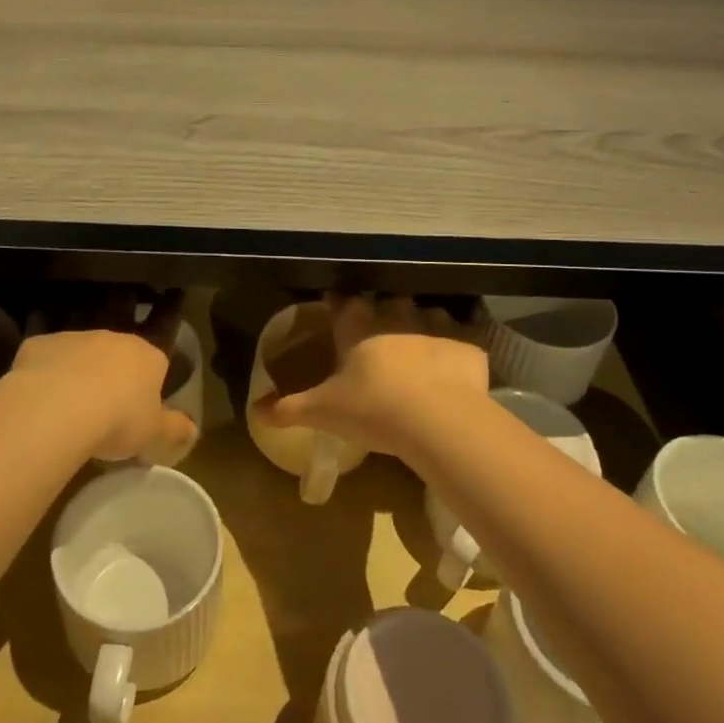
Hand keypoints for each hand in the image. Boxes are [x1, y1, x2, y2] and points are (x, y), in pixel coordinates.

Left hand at [9, 309, 196, 464]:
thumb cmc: (119, 420)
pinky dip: (44, 367)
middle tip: (111, 382)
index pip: (159, 349)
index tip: (153, 371)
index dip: (157, 357)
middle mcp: (113, 338)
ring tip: (71, 384)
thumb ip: (174, 428)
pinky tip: (36, 387)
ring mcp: (74, 338)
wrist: (59, 407)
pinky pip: (45, 354)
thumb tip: (193, 430)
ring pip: (81, 345)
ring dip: (80, 359)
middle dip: (117, 358)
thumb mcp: (154, 433)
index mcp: (147, 356)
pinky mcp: (40, 344)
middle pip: (119, 344)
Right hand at [254, 294, 488, 458]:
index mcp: (358, 325)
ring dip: (422, 324)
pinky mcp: (468, 343)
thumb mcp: (323, 412)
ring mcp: (435, 325)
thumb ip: (287, 408)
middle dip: (383, 312)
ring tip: (419, 346)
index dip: (338, 304)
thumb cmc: (373, 409)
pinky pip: (464, 336)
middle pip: (386, 301)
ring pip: (427, 313)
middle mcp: (396, 314)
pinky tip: (456, 363)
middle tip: (379, 332)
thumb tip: (254, 412)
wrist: (439, 421)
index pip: (342, 302)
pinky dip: (459, 346)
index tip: (335, 307)